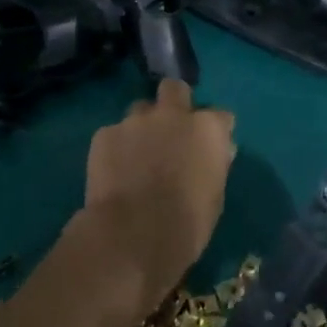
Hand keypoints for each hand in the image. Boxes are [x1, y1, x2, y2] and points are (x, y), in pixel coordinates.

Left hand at [82, 78, 235, 308]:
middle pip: (175, 90)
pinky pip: (114, 133)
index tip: (210, 146)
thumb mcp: (214, 197)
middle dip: (174, 103)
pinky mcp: (105, 134)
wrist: (132, 237)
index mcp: (207, 129)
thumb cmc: (186, 225)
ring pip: (141, 109)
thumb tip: (217, 152)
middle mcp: (172, 114)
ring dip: (143, 126)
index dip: (215, 130)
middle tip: (171, 130)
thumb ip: (214, 165)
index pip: (221, 116)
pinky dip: (117, 147)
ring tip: (137, 153)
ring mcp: (135, 120)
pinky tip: (114, 171)